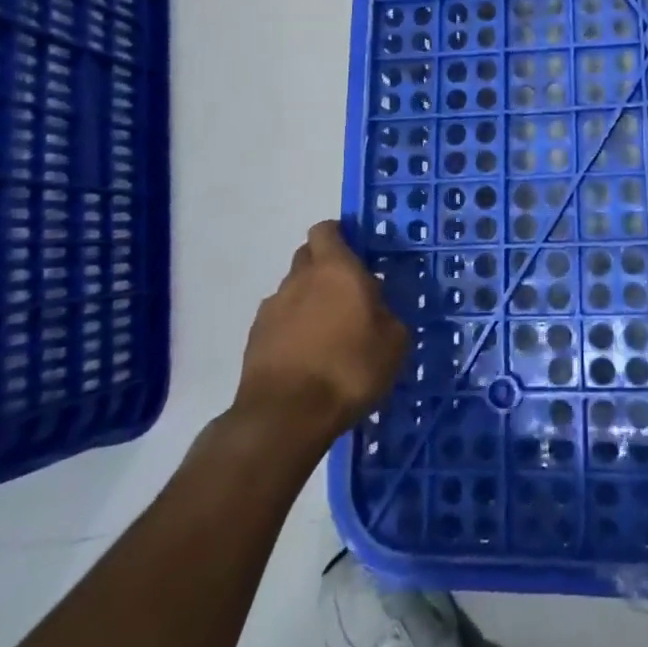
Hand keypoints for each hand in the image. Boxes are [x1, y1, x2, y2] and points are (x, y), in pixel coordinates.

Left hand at [232, 222, 407, 454]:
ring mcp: (272, 308)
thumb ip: (387, 316)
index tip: (356, 253)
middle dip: (324, 267)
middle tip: (347, 293)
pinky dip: (291, 329)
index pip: (327, 230)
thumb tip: (378, 311)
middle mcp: (300, 278)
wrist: (285, 416)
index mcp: (336, 269)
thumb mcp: (393, 343)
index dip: (340, 236)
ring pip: (292, 290)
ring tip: (327, 333)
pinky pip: (278, 321)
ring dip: (307, 301)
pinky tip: (306, 356)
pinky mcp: (254, 338)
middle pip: (307, 256)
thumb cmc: (348, 369)